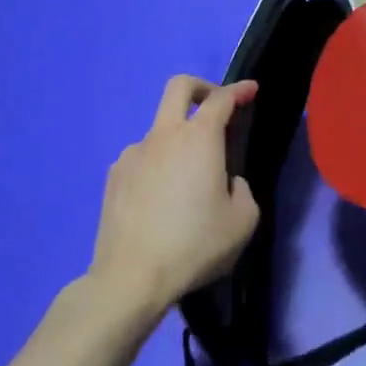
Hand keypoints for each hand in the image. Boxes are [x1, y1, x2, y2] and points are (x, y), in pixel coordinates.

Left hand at [89, 76, 259, 321]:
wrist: (131, 277)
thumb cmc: (195, 245)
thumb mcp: (243, 222)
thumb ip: (242, 190)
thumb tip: (227, 182)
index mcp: (199, 139)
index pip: (222, 99)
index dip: (239, 90)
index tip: (251, 90)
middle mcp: (164, 136)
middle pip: (179, 87)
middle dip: (202, 87)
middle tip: (216, 106)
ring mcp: (133, 154)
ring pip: (159, 129)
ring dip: (178, 138)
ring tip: (187, 180)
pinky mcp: (114, 176)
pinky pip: (142, 158)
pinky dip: (157, 165)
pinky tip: (161, 198)